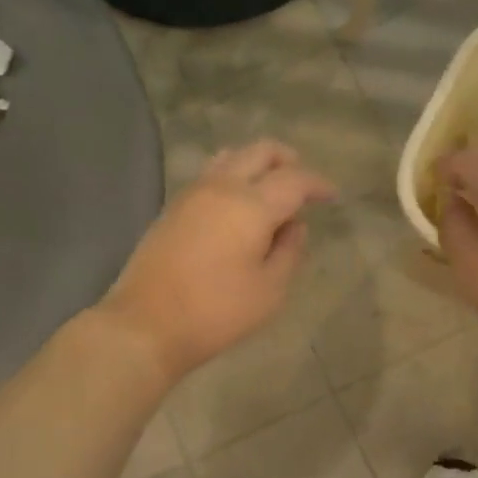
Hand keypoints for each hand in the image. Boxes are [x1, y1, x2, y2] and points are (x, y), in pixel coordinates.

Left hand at [99, 141, 335, 380]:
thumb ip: (289, 251)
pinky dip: (233, 176)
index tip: (332, 195)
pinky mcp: (173, 207)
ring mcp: (192, 194)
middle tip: (303, 184)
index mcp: (251, 205)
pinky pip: (211, 175)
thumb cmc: (216, 312)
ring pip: (231, 156)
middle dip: (288, 160)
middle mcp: (221, 187)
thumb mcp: (270, 290)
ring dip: (257, 164)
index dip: (318, 184)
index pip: (294, 179)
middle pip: (260, 151)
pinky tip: (238, 205)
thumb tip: (295, 225)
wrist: (146, 325)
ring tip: (270, 190)